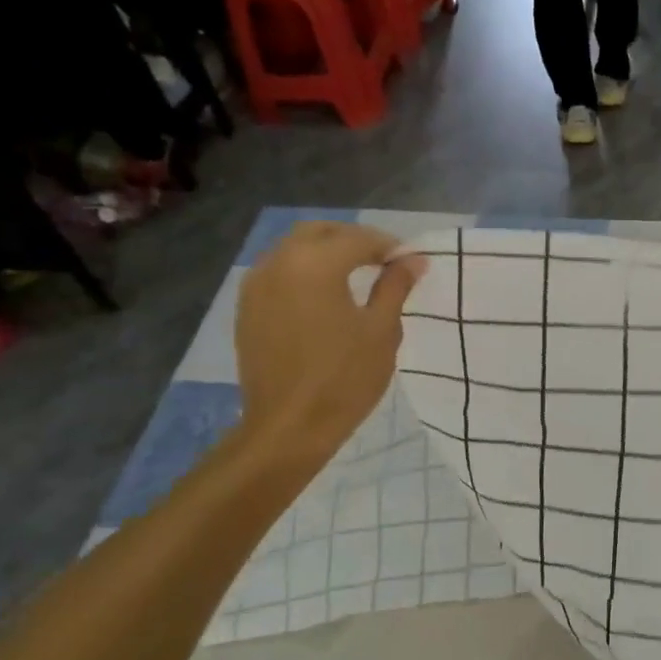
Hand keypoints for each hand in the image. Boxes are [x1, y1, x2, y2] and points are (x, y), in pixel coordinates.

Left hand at [234, 222, 425, 465]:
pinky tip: (325, 297)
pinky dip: (304, 273)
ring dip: (326, 253)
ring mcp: (256, 285)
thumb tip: (413, 260)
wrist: (289, 427)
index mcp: (314, 264)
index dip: (389, 247)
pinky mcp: (247, 308)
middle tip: (384, 262)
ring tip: (356, 277)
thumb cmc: (344, 379)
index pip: (358, 239)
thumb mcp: (382, 331)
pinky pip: (278, 273)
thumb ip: (395, 287)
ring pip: (293, 250)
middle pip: (319, 232)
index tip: (412, 262)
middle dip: (353, 240)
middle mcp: (278, 263)